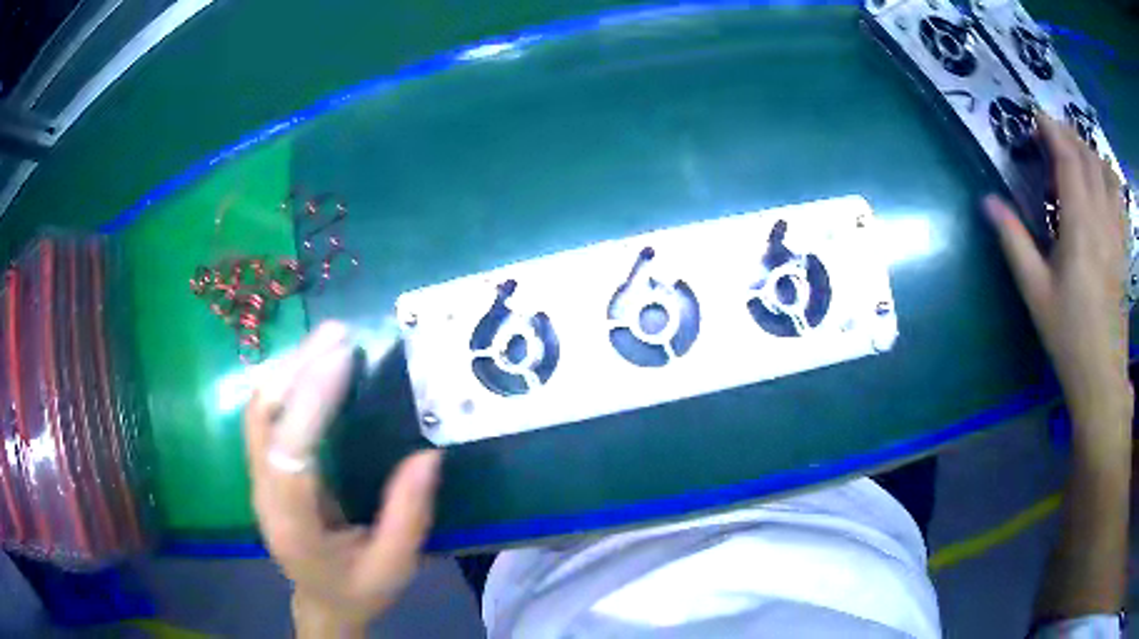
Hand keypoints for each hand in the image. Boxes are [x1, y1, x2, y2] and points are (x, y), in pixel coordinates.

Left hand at [244, 322, 442, 635]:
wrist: (322, 602)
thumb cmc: (359, 590)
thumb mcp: (394, 566)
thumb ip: (408, 516)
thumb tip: (428, 455)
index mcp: (294, 528)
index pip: (290, 454)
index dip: (311, 403)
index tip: (343, 358)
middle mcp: (264, 497)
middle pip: (264, 421)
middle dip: (297, 371)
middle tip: (338, 333)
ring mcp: (258, 480)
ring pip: (258, 411)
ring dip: (289, 370)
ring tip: (327, 339)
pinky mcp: (263, 469)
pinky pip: (264, 415)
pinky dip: (285, 382)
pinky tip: (308, 364)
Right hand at [985, 114, 1132, 434]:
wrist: (1102, 375)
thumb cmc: (1068, 335)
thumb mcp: (1035, 291)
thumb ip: (1013, 241)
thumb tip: (987, 201)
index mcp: (1080, 225)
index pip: (1068, 158)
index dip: (1051, 131)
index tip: (1034, 119)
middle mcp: (1102, 218)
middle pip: (1088, 157)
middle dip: (1068, 134)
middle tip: (1050, 133)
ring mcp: (1117, 232)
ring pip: (1107, 171)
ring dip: (1090, 152)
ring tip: (1076, 154)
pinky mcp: (1124, 247)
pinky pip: (1119, 197)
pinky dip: (1108, 177)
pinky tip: (1101, 183)